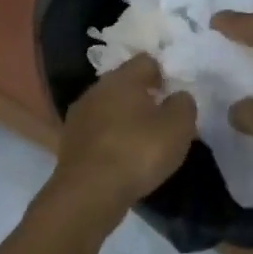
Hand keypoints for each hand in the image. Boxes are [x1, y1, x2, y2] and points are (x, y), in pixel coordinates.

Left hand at [49, 55, 196, 222]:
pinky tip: (121, 158)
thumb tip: (178, 96)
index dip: (163, 74)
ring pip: (108, 107)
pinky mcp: (69, 141)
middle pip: (124, 84)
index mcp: (123, 78)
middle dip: (142, 96)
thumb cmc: (138, 152)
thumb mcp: (178, 127)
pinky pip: (97, 131)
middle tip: (160, 119)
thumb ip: (183, 104)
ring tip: (141, 141)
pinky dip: (109, 139)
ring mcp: (78, 115)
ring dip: (124, 118)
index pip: (146, 61)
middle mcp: (96, 89)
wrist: (89, 192)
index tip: (173, 96)